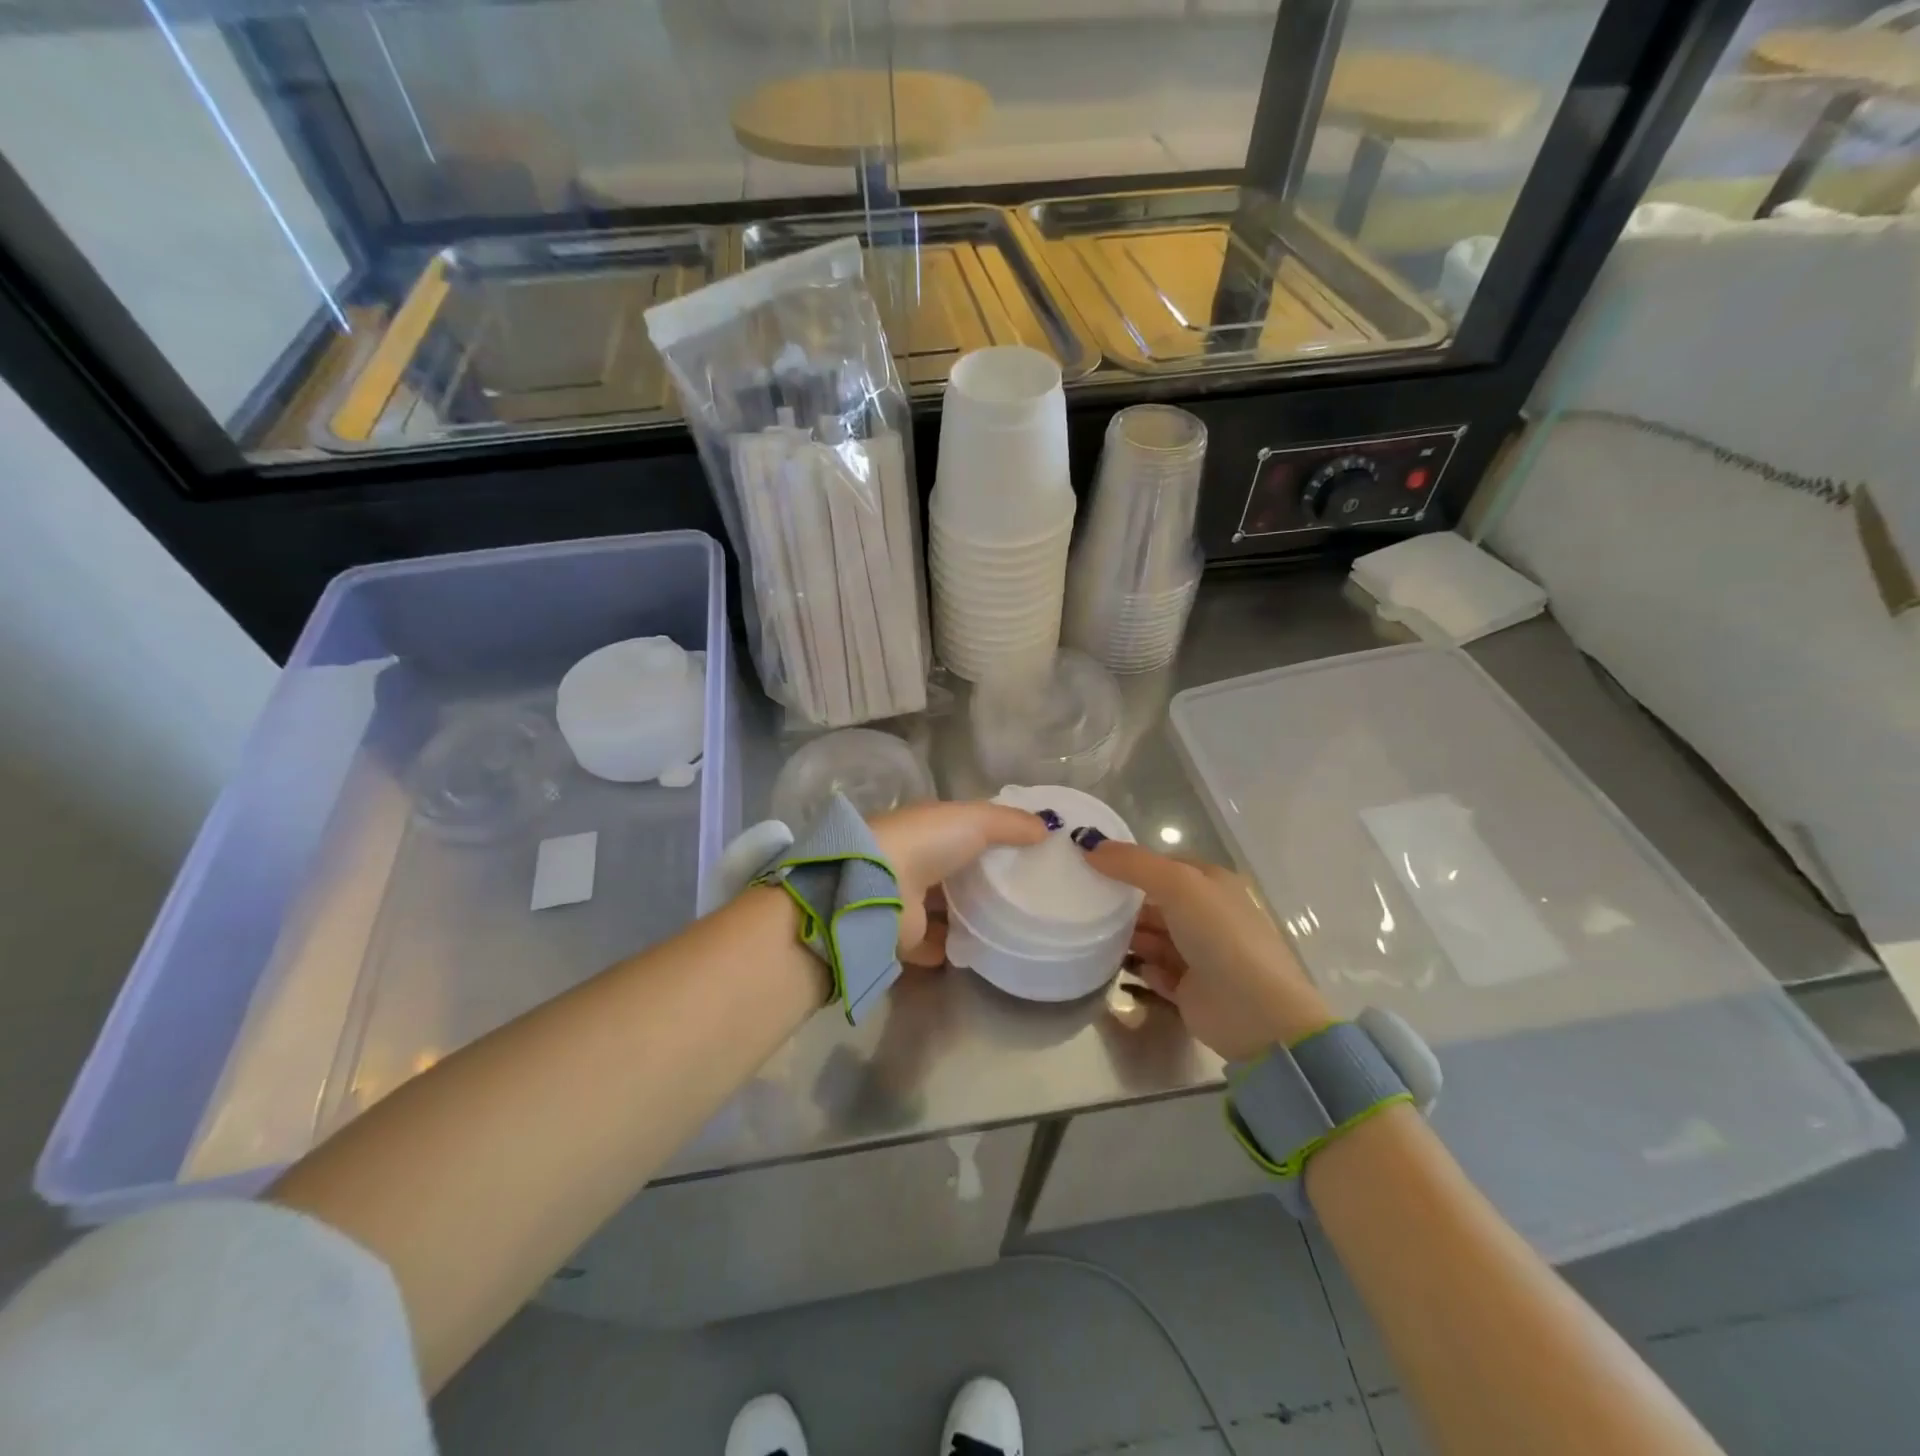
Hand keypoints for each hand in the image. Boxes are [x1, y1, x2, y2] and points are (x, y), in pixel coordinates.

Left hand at [871, 800, 1050, 962]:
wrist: (879, 888)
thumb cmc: (926, 842)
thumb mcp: (976, 820)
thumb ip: (1010, 823)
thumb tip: (1045, 828)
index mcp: (925, 829)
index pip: (959, 830)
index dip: (989, 837)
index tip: (1025, 850)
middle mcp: (913, 862)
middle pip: (953, 871)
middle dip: (980, 879)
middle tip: (1024, 892)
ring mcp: (906, 902)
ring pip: (943, 908)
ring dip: (967, 915)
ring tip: (1010, 924)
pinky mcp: (905, 939)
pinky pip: (936, 944)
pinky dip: (954, 947)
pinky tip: (983, 950)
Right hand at [1077, 836, 1332, 1061]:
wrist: (1256, 1012)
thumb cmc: (1220, 936)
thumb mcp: (1178, 885)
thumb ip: (1132, 863)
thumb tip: (1088, 844)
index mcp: (1212, 885)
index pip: (1164, 866)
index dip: (1130, 864)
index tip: (1090, 866)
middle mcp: (1207, 917)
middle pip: (1154, 903)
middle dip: (1122, 903)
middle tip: (1082, 902)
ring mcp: (1199, 955)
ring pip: (1151, 938)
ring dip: (1126, 937)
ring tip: (1091, 935)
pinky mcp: (1189, 990)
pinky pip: (1154, 972)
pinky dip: (1139, 969)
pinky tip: (1124, 969)